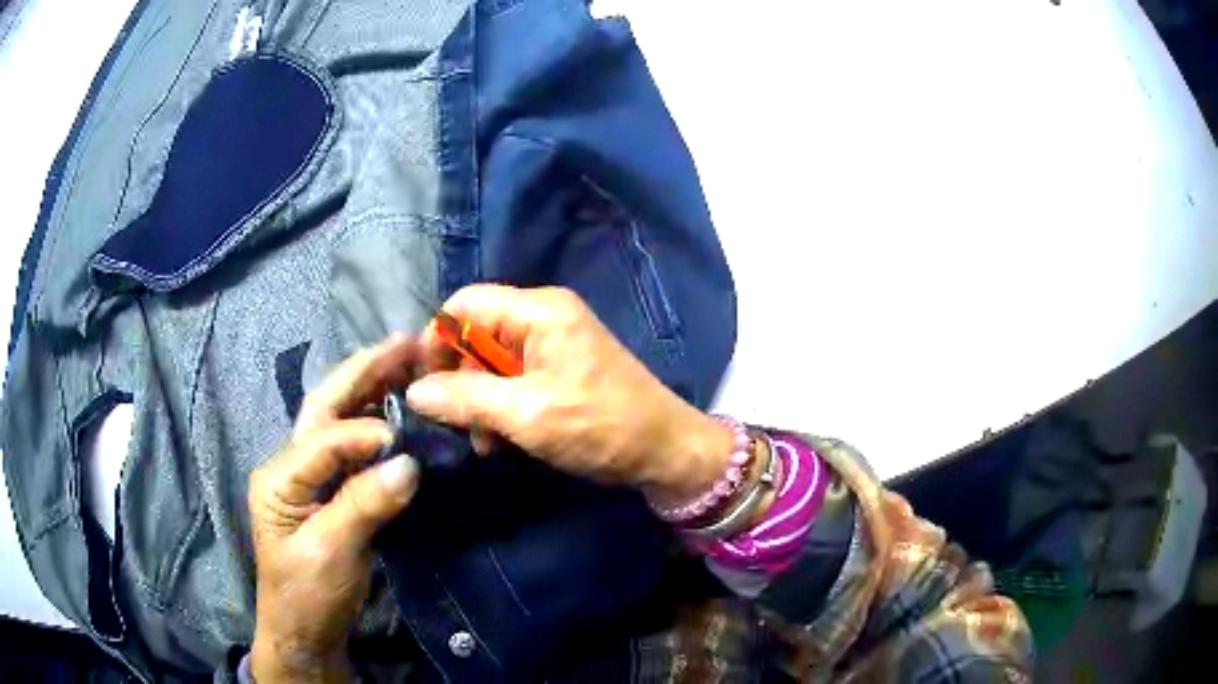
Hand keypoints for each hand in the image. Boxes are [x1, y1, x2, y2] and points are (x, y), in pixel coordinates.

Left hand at [249, 336, 420, 682]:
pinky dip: (376, 421)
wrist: (305, 631)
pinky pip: (353, 446)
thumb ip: (363, 504)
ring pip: (338, 418)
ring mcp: (309, 475)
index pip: (323, 439)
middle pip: (325, 407)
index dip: (362, 433)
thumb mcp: (330, 553)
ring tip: (405, 360)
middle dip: (363, 372)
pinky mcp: (329, 489)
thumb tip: (407, 463)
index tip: (404, 438)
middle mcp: (290, 463)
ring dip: (371, 387)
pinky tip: (397, 408)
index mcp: (280, 475)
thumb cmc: (307, 594)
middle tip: (405, 343)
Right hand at [405, 285, 731, 504]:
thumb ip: (465, 399)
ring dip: (478, 400)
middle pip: (476, 334)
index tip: (422, 383)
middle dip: (459, 378)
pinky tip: (500, 441)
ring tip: (482, 441)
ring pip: (491, 362)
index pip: (465, 305)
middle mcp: (544, 317)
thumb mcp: (525, 414)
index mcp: (538, 311)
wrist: (664, 451)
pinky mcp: (559, 371)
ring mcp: (553, 345)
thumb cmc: (599, 426)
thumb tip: (413, 391)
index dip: (436, 339)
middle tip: (454, 422)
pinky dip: (500, 407)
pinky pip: (513, 380)